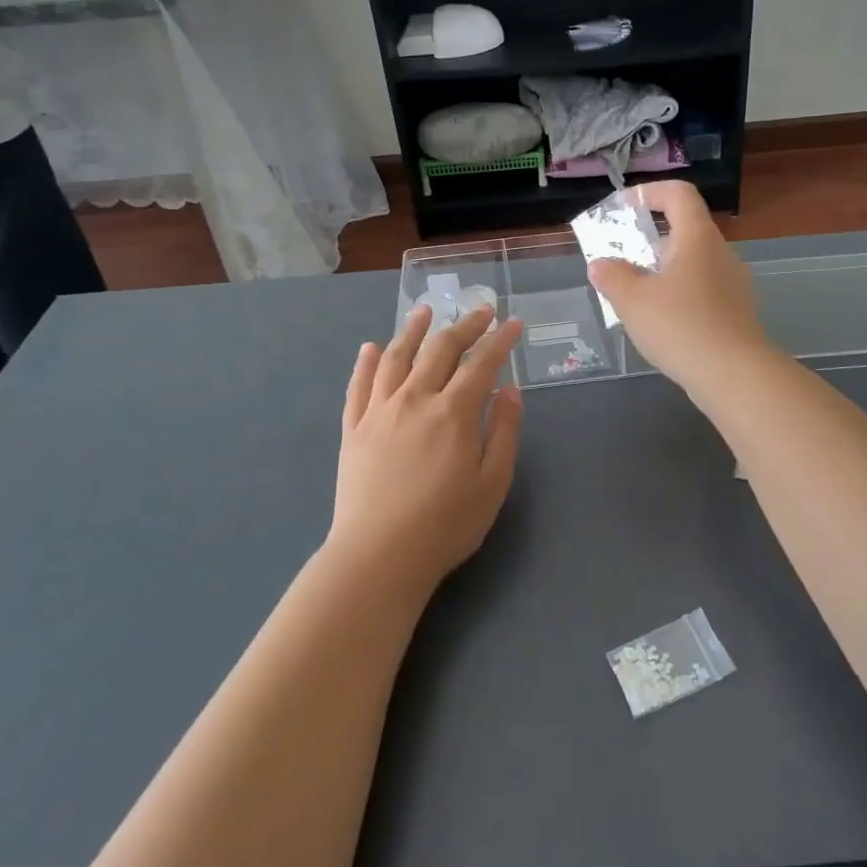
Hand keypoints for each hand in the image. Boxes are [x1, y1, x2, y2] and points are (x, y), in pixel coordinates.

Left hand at [332, 304, 523, 594]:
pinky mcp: (353, 429)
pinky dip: (366, 362)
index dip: (500, 339)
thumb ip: (504, 432)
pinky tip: (372, 348)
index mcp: (453, 412)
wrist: (378, 556)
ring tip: (424, 311)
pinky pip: (359, 386)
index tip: (513, 323)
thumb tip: (509, 390)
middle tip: (480, 311)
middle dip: (464, 325)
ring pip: (397, 356)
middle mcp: (415, 399)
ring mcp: (379, 411)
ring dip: (413, 329)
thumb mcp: (493, 483)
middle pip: (441, 349)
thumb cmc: (445, 525)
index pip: (482, 362)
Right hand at [587, 181, 769, 393]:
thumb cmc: (680, 325)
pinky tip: (662, 322)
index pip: (679, 194)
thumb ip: (612, 276)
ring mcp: (734, 283)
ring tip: (636, 294)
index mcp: (697, 237)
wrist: (734, 374)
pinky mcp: (737, 311)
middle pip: (686, 229)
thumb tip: (601, 264)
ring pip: (694, 263)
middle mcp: (721, 252)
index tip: (624, 207)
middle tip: (622, 257)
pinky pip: (703, 290)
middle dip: (651, 239)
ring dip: (664, 270)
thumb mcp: (632, 300)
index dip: (650, 192)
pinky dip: (680, 294)